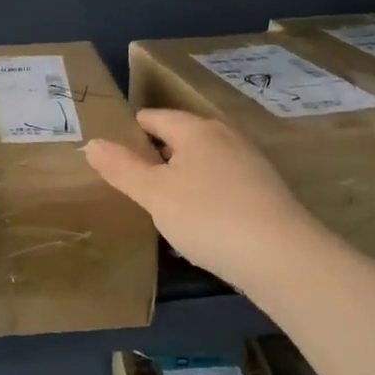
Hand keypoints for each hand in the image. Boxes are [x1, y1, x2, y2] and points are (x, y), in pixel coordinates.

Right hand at [84, 109, 322, 292]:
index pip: (155, 117)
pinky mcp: (265, 192)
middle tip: (129, 177)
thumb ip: (121, 168)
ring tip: (159, 200)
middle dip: (157, 153)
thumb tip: (91, 143)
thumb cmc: (208, 216)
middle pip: (182, 137)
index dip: (131, 129)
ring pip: (204, 161)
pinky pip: (223, 184)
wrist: (282, 257)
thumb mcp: (154, 194)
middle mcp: (226, 137)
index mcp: (197, 130)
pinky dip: (204, 194)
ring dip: (182, 176)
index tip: (112, 148)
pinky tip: (198, 220)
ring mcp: (250, 164)